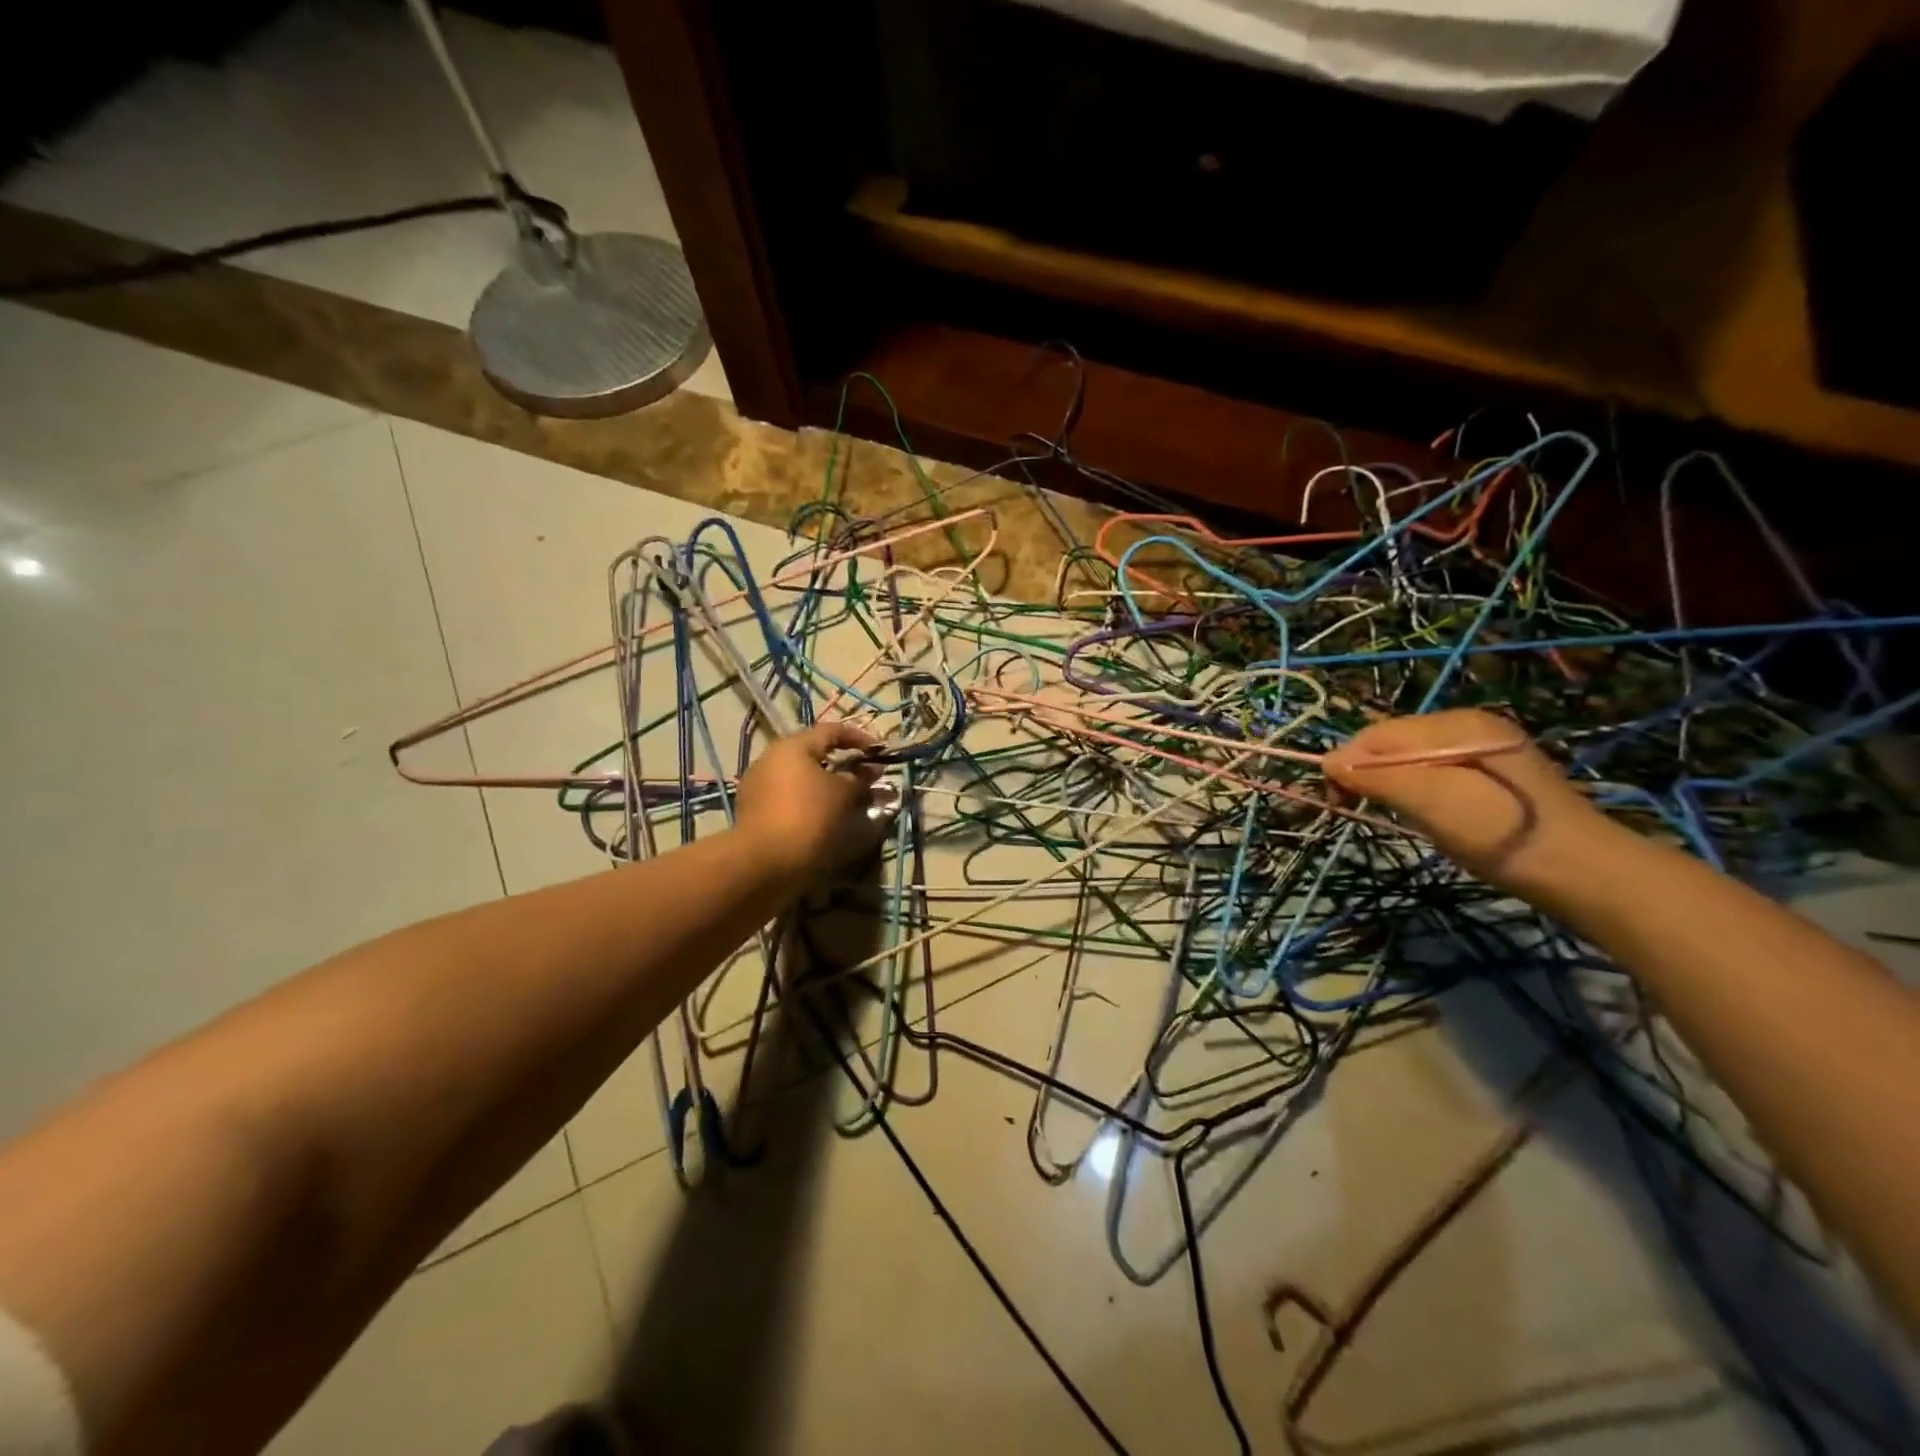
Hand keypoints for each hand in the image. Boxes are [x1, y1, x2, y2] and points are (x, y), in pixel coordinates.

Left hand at [734, 721, 891, 886]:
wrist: (762, 863)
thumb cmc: (808, 817)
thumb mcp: (842, 795)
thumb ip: (859, 780)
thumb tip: (871, 772)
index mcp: (792, 747)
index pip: (830, 731)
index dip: (857, 738)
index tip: (878, 751)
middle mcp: (771, 759)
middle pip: (813, 754)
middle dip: (843, 765)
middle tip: (866, 779)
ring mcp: (759, 786)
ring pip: (801, 778)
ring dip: (827, 786)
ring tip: (849, 803)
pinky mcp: (755, 812)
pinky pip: (790, 798)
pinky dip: (810, 802)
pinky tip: (825, 819)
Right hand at [1322, 709, 1614, 892]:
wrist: (1582, 872)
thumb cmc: (1499, 832)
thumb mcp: (1431, 801)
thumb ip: (1377, 777)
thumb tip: (1327, 763)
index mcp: (1455, 723)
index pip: (1377, 733)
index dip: (1346, 762)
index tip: (1335, 802)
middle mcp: (1467, 726)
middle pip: (1391, 742)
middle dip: (1364, 771)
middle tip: (1353, 808)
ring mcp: (1481, 750)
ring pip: (1408, 758)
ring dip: (1386, 782)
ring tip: (1386, 811)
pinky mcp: (1490, 775)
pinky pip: (1431, 771)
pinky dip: (1411, 789)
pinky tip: (1420, 811)